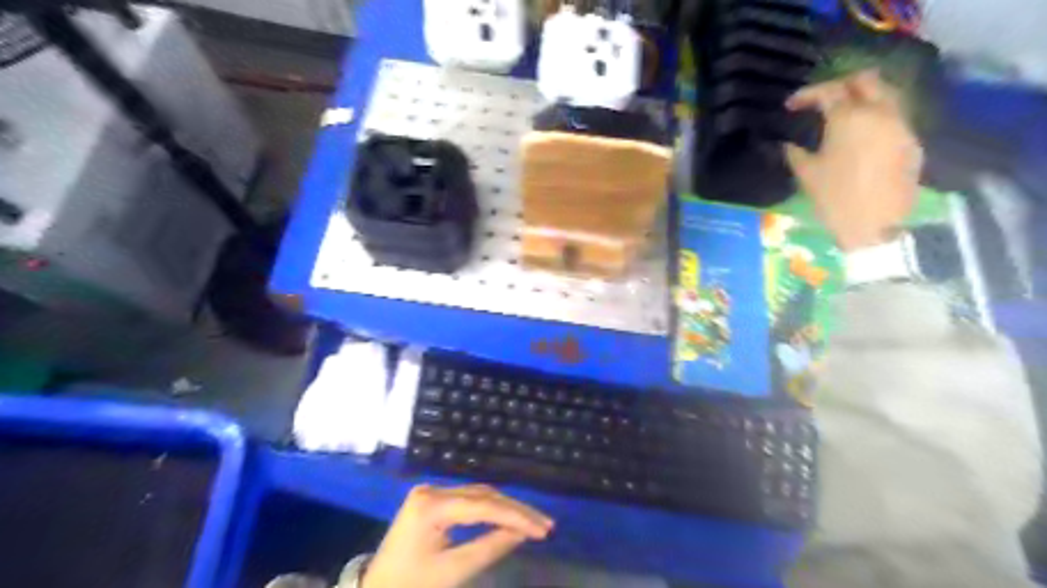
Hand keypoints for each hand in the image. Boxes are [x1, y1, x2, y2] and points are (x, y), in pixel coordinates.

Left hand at [361, 484, 549, 587]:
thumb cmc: (410, 586)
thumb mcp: (452, 572)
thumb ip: (490, 547)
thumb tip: (524, 532)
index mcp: (431, 505)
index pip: (483, 506)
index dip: (517, 517)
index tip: (544, 529)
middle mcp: (431, 490)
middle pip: (482, 495)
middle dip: (515, 510)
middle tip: (545, 525)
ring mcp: (430, 492)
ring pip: (478, 494)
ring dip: (506, 508)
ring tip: (533, 522)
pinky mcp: (431, 500)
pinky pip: (468, 500)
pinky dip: (490, 509)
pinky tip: (508, 518)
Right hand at [785, 68, 921, 249]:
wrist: (875, 226)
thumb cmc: (835, 199)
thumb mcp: (807, 175)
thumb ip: (795, 153)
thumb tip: (788, 143)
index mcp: (849, 118)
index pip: (829, 91)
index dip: (807, 94)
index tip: (791, 106)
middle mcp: (880, 112)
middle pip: (865, 80)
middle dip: (841, 84)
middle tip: (822, 100)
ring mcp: (901, 125)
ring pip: (885, 94)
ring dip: (862, 97)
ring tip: (842, 114)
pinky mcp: (911, 141)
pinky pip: (893, 115)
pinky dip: (875, 116)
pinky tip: (860, 134)